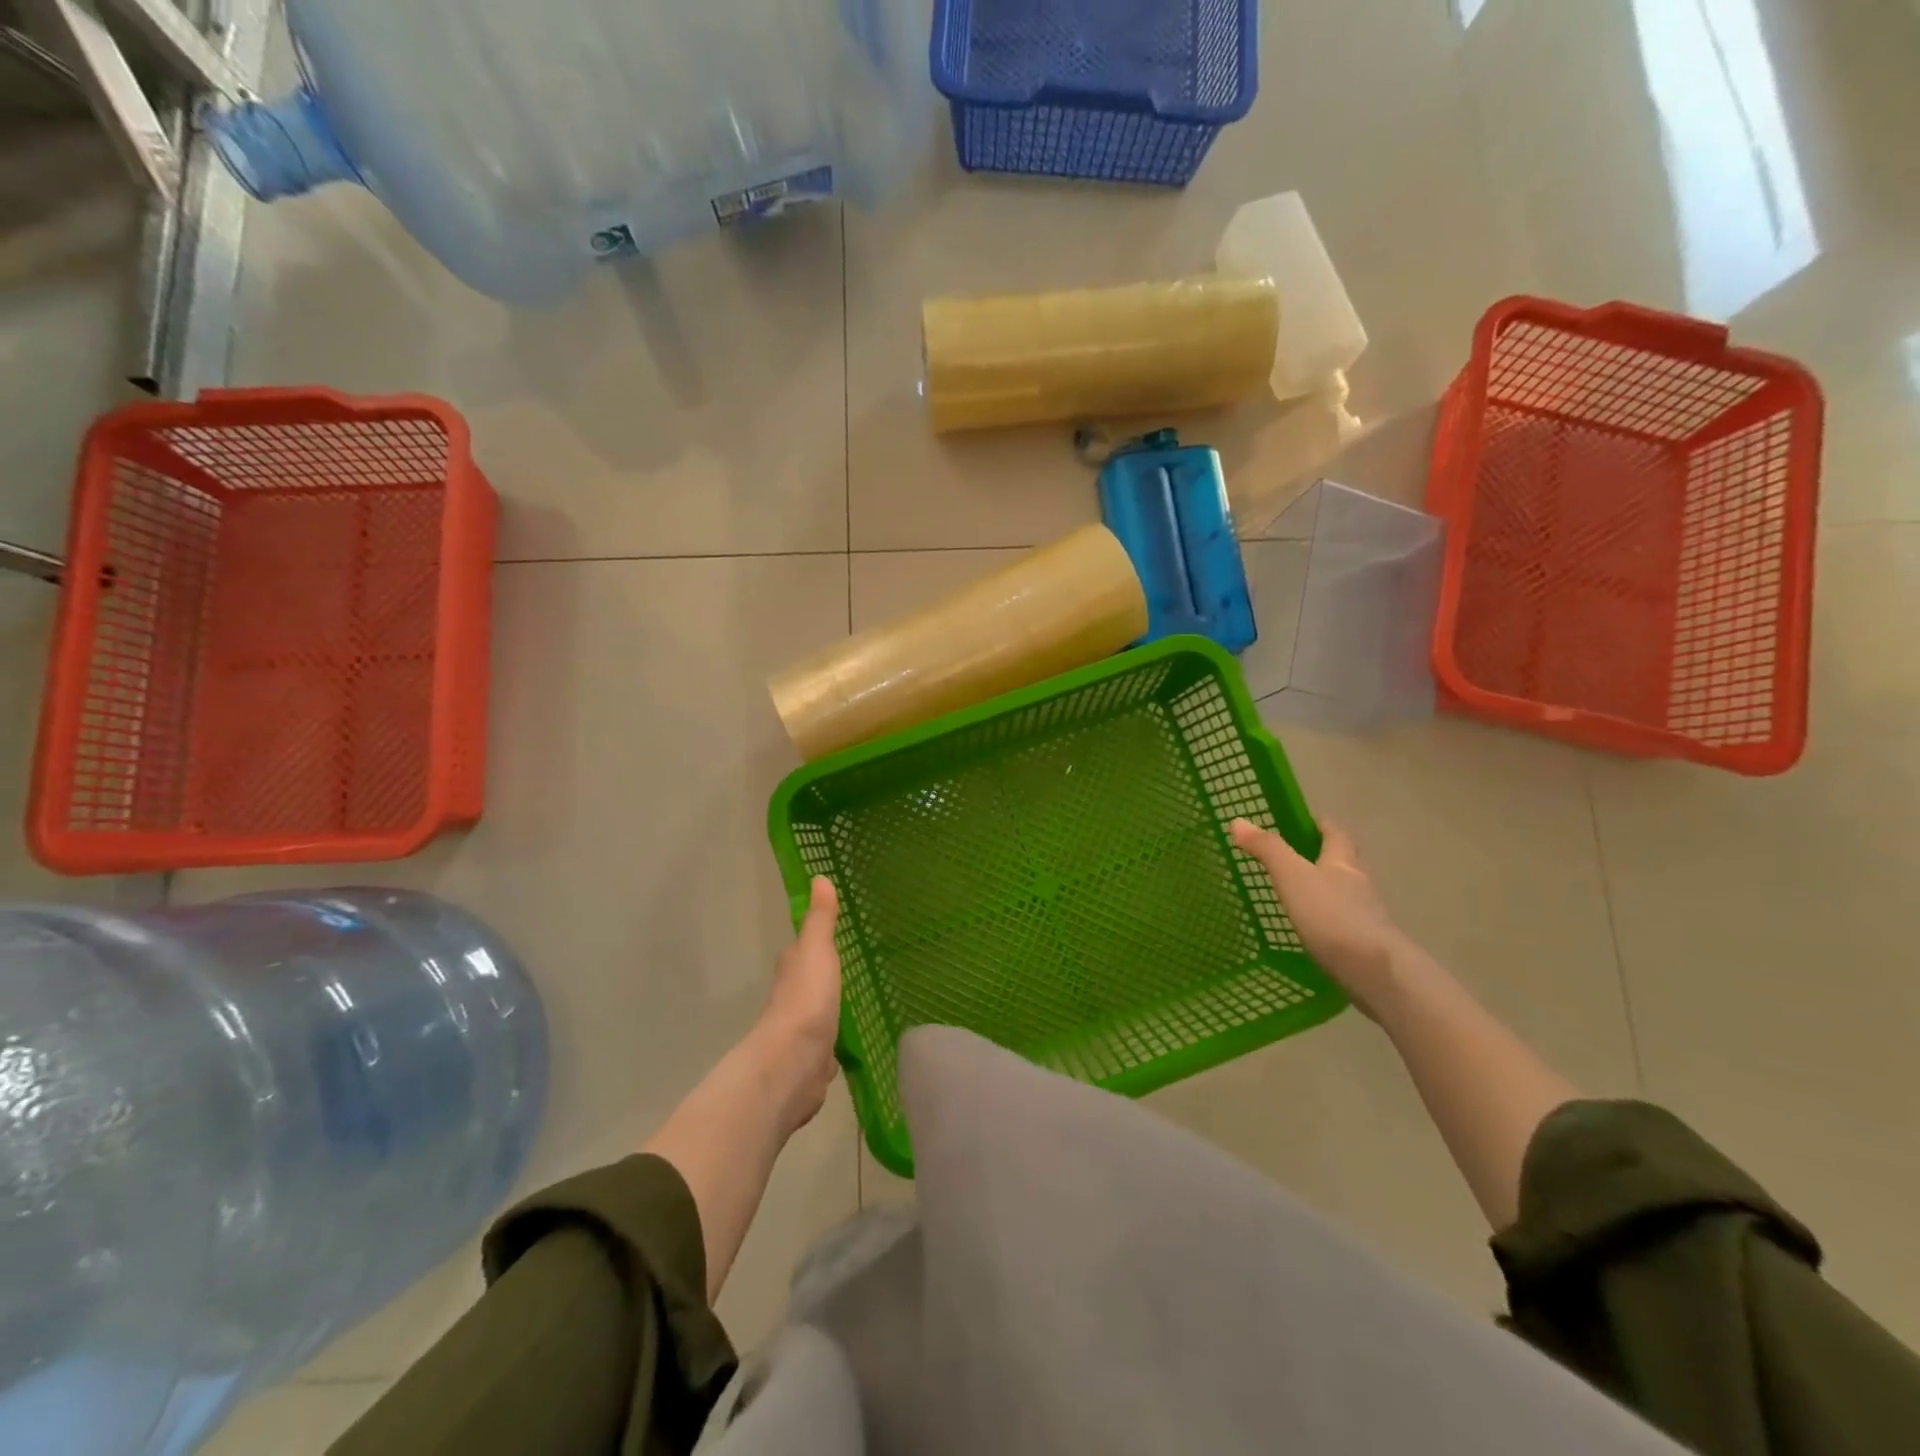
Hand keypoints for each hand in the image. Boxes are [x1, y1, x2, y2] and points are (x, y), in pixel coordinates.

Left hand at [751, 877, 842, 1133]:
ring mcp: (801, 1034)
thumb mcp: (817, 950)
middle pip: (808, 984)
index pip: (801, 951)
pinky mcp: (812, 1064)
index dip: (813, 944)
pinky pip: (826, 1050)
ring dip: (829, 1013)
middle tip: (852, 970)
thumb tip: (819, 876)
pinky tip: (848, 1049)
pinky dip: (833, 1048)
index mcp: (792, 970)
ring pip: (818, 1017)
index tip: (833, 937)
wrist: (793, 1064)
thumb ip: (821, 919)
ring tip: (855, 1006)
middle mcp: (792, 1000)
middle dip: (824, 979)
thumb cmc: (806, 1000)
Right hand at [1230, 819, 1410, 1019]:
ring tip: (1298, 896)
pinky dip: (1328, 922)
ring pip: (1344, 895)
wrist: (1374, 972)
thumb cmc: (1332, 915)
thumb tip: (1238, 820)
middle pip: (1343, 863)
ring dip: (1326, 891)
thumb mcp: (1293, 876)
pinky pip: (1343, 924)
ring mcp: (1366, 916)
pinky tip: (1312, 932)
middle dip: (1323, 858)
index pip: (1335, 834)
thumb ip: (1268, 849)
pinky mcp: (1365, 946)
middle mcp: (1359, 884)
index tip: (1305, 822)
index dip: (1321, 825)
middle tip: (1295, 858)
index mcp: (1343, 862)